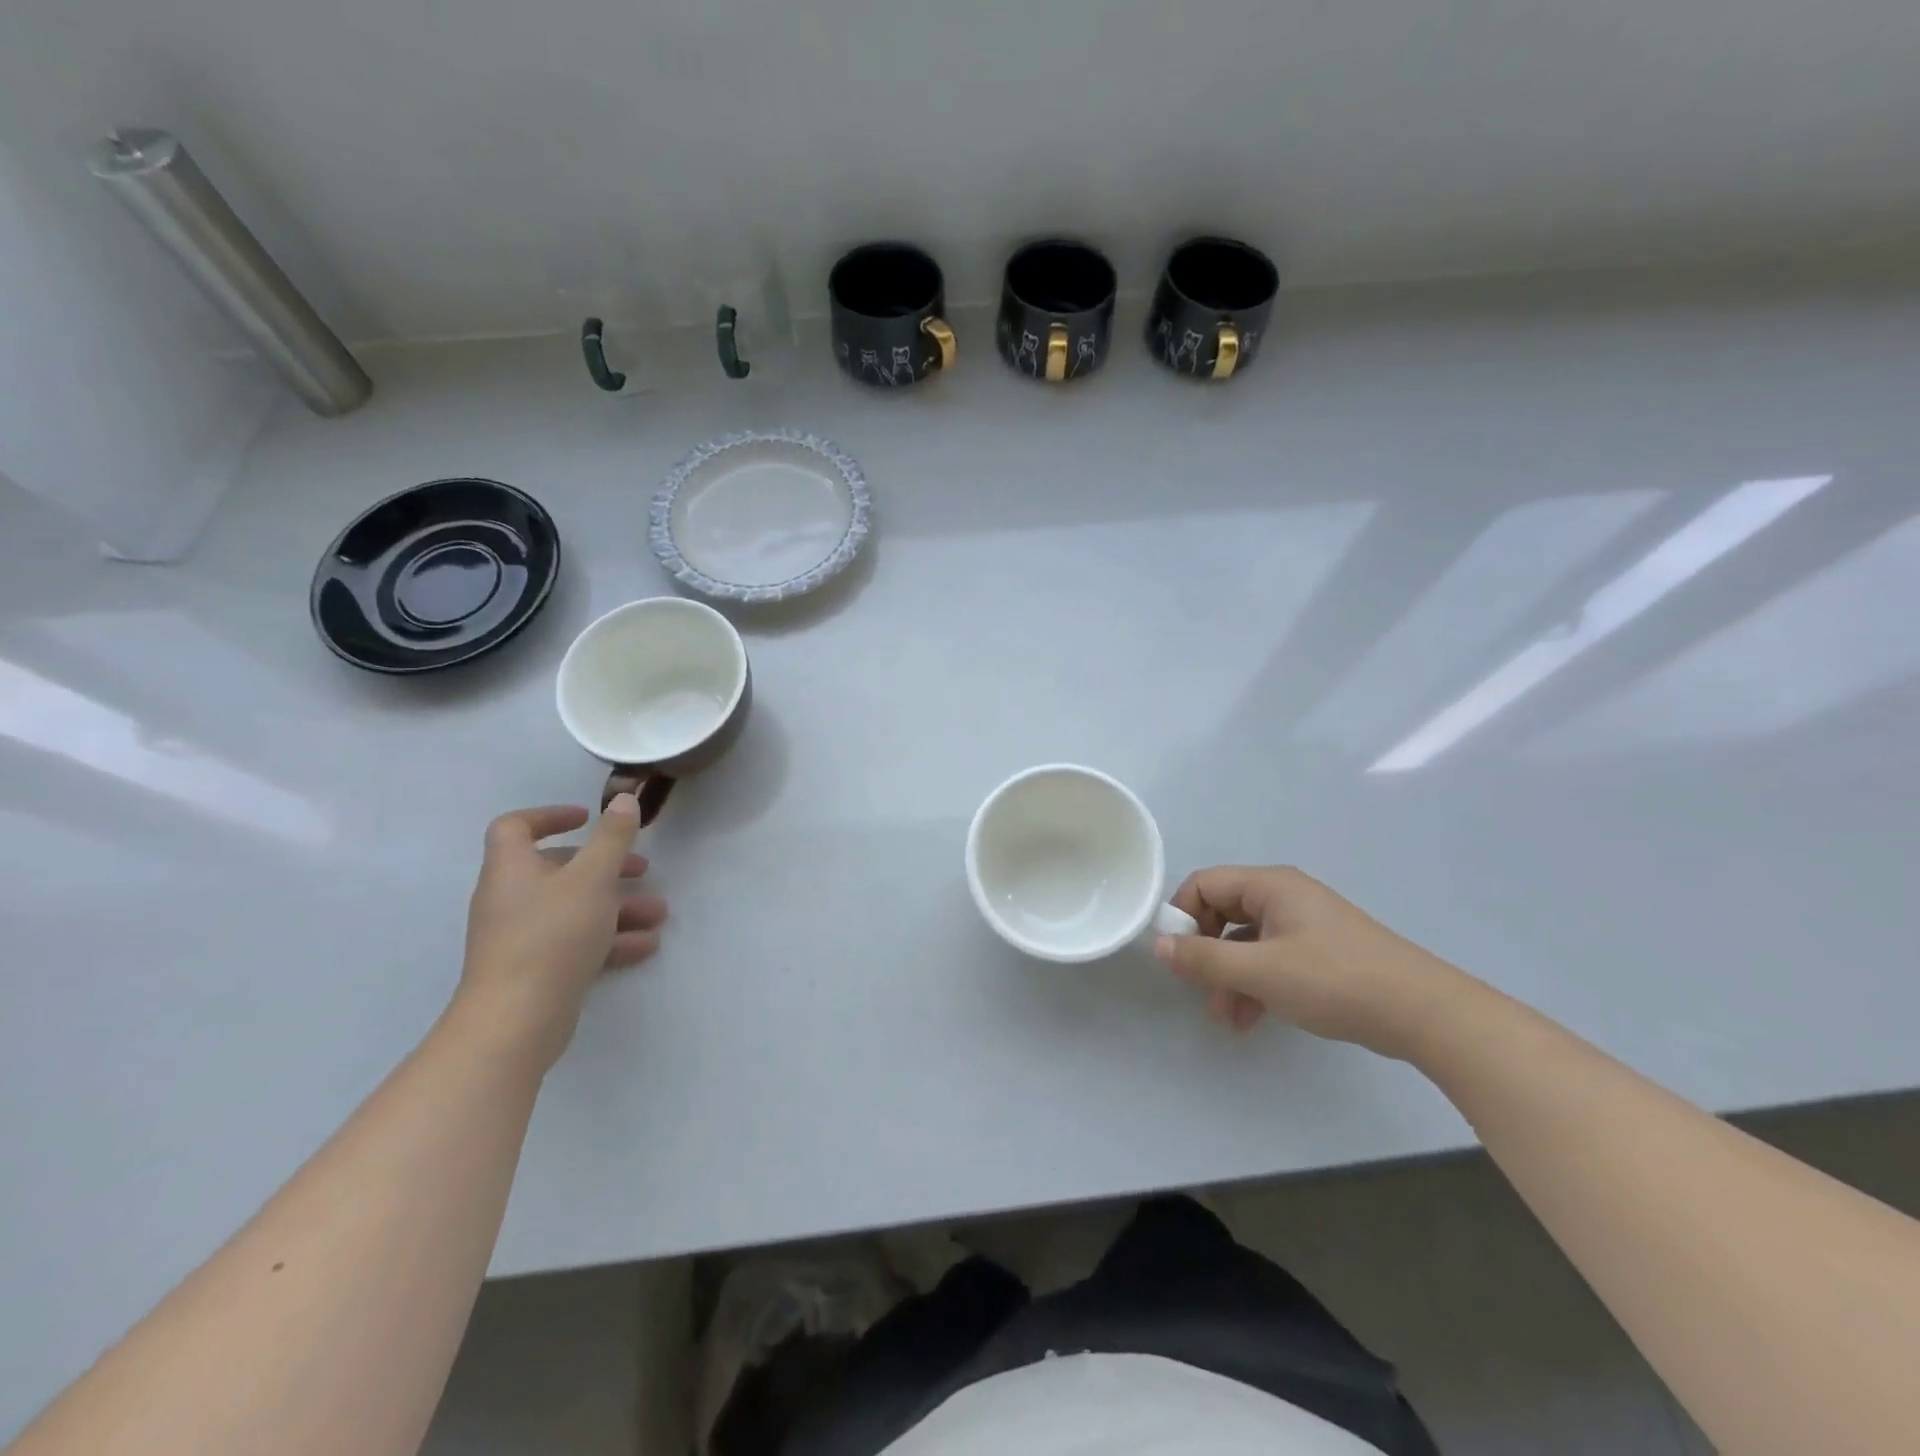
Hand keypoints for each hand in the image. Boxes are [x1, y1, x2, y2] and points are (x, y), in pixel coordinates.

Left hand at [453, 796, 668, 1071]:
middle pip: (557, 869)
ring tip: (659, 914)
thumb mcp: (592, 878)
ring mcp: (521, 936)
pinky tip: (646, 946)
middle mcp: (511, 898)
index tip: (587, 818)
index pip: (516, 827)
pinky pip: (575, 941)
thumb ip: (612, 837)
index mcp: (512, 868)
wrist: (516, 1020)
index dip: (549, 816)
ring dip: (618, 906)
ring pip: (574, 908)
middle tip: (642, 869)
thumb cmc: (553, 935)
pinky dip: (609, 939)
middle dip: (606, 867)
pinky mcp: (535, 969)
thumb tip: (623, 799)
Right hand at [1155, 865, 1475, 1060]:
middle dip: (1206, 954)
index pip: (1204, 884)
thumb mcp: (1260, 971)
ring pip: (1246, 942)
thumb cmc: (1334, 980)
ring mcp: (1304, 925)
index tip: (1177, 957)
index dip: (1183, 916)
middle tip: (1199, 990)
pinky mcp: (1319, 953)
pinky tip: (1251, 1021)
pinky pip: (1270, 960)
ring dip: (1229, 977)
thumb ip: (1204, 958)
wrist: (1423, 1013)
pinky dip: (1255, 985)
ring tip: (1226, 1019)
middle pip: (1223, 913)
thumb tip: (1159, 945)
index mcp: (1269, 886)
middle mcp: (1283, 896)